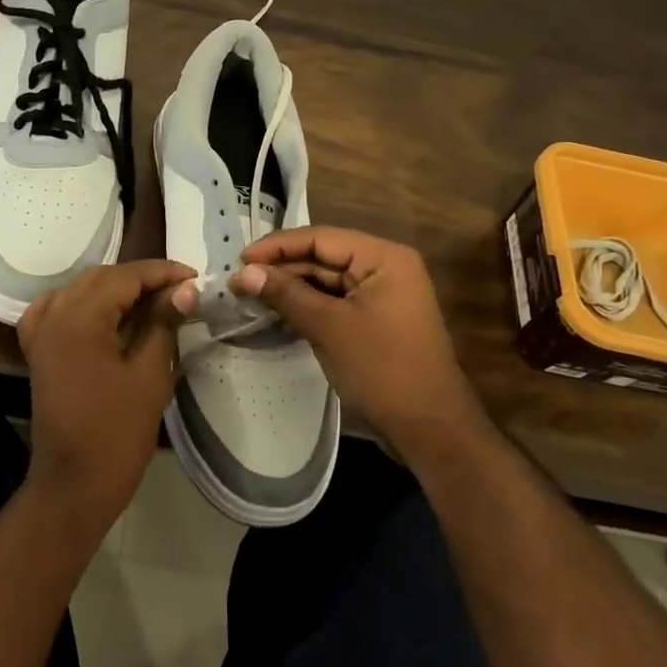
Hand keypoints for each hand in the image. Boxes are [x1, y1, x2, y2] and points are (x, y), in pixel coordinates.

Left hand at [18, 260, 197, 530]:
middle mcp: (54, 316)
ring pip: (80, 290)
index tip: (195, 278)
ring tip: (152, 300)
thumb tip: (186, 289)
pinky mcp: (38, 351)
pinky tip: (102, 311)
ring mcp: (41, 333)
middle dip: (141, 279)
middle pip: (101, 279)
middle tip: (180, 291)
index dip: (162, 273)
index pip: (125, 277)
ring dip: (115, 289)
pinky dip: (82, 303)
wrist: (74, 485)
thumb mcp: (149, 375)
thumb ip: (163, 324)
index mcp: (79, 319)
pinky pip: (57, 310)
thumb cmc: (117, 434)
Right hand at [232, 228, 486, 472]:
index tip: (239, 260)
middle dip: (281, 268)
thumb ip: (285, 294)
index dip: (277, 247)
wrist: (429, 428)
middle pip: (323, 257)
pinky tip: (276, 313)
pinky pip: (335, 303)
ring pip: (326, 281)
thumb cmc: (381, 368)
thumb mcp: (328, 327)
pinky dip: (307, 306)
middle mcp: (385, 268)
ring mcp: (382, 296)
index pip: (321, 238)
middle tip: (238, 282)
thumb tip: (241, 273)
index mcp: (383, 258)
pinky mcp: (375, 321)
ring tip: (249, 295)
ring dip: (291, 288)